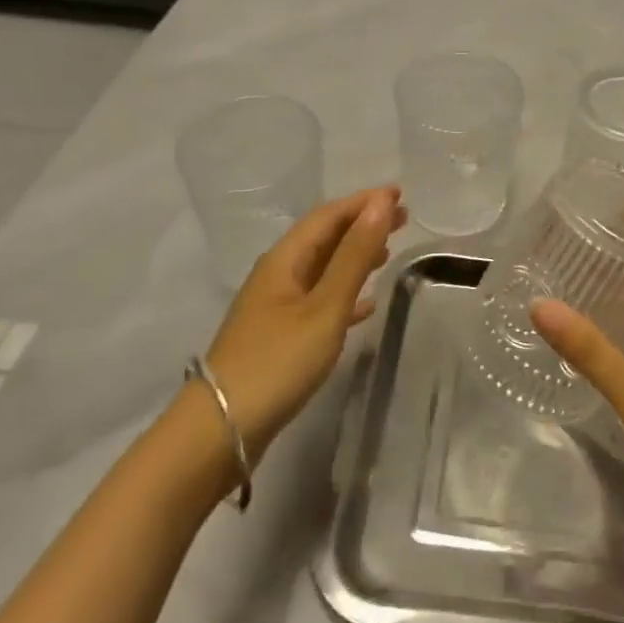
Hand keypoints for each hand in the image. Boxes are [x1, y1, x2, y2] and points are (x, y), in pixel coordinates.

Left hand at [202, 186, 403, 462]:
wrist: (221, 429)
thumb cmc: (278, 361)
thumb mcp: (325, 306)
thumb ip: (354, 255)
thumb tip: (381, 203)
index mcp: (285, 260)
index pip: (328, 216)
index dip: (363, 202)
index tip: (399, 193)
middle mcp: (278, 275)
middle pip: (324, 238)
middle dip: (361, 224)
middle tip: (402, 218)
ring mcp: (275, 306)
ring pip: (322, 268)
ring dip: (354, 255)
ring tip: (388, 252)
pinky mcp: (278, 335)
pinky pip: (318, 299)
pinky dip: (344, 293)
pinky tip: (365, 306)